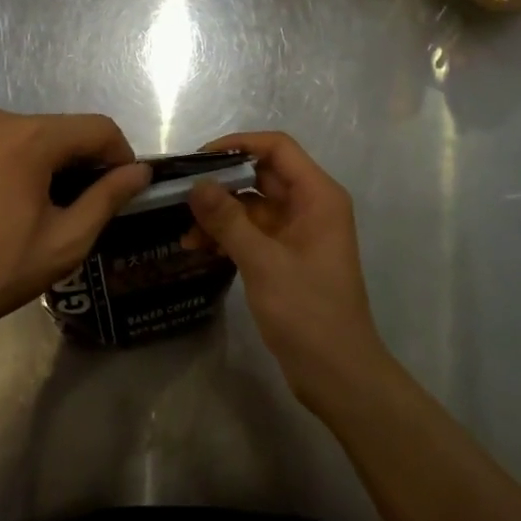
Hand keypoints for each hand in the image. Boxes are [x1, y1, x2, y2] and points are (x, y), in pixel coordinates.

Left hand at [0, 108, 147, 350]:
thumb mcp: (66, 240)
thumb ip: (108, 198)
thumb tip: (140, 172)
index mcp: (31, 137)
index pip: (98, 128)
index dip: (119, 155)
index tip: (121, 189)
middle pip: (59, 129)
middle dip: (79, 160)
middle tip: (80, 205)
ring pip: (22, 136)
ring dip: (42, 162)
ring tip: (37, 208)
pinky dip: (4, 166)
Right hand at [186, 131, 390, 414]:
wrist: (338, 375)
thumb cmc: (308, 312)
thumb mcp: (263, 262)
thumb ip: (228, 220)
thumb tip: (196, 185)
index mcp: (318, 196)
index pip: (277, 148)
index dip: (238, 145)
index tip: (200, 158)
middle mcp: (311, 206)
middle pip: (262, 175)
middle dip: (222, 184)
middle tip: (181, 195)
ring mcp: (299, 232)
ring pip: (254, 206)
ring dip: (221, 215)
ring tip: (186, 234)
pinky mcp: (288, 256)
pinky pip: (254, 232)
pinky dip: (229, 236)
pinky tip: (200, 249)